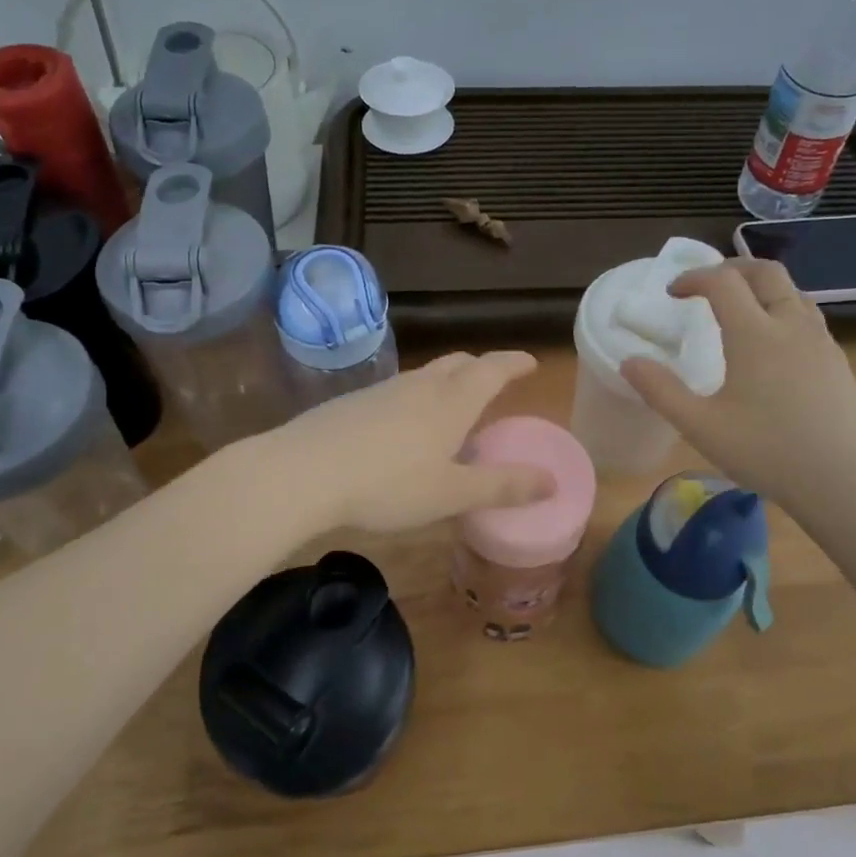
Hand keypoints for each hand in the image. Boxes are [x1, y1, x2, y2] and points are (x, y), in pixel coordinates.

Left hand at [268, 351, 556, 534]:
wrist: (303, 472)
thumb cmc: (388, 485)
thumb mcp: (451, 494)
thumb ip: (502, 487)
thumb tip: (552, 481)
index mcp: (451, 402)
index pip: (492, 369)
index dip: (514, 363)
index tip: (531, 362)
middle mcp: (420, 386)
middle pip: (458, 363)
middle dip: (481, 367)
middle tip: (495, 382)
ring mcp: (383, 390)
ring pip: (426, 375)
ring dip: (447, 382)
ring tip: (453, 407)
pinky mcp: (354, 402)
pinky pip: (398, 391)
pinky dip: (417, 398)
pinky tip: (405, 428)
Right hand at [620, 259, 855, 517]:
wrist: (843, 483)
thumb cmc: (766, 452)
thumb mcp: (701, 426)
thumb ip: (661, 391)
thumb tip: (630, 361)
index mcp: (755, 334)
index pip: (722, 281)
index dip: (693, 278)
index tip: (672, 293)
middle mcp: (791, 326)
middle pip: (765, 272)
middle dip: (732, 268)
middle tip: (707, 286)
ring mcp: (821, 342)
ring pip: (792, 292)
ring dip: (761, 288)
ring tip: (739, 311)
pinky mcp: (838, 361)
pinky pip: (808, 317)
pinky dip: (782, 311)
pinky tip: (772, 347)